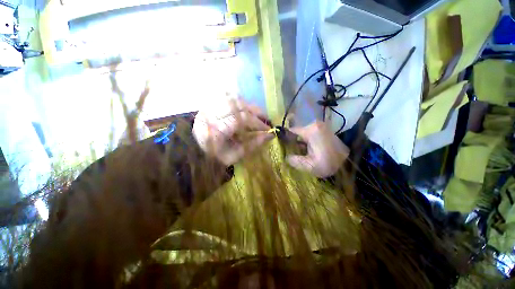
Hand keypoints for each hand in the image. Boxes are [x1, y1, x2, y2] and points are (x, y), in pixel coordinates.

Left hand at [193, 98, 273, 165]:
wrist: (197, 151)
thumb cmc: (216, 156)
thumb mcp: (235, 155)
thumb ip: (253, 145)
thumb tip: (270, 135)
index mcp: (217, 130)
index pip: (241, 119)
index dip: (257, 122)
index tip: (268, 129)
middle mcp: (212, 114)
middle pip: (238, 105)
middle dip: (256, 111)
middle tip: (266, 118)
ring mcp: (209, 107)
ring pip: (233, 98)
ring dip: (248, 106)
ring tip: (257, 114)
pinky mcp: (208, 104)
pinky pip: (226, 97)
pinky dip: (238, 102)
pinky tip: (245, 109)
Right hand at [286, 121, 349, 177]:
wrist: (351, 162)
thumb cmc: (330, 163)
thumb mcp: (310, 166)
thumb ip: (295, 161)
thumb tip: (286, 157)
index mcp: (310, 131)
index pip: (291, 131)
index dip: (285, 138)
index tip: (282, 147)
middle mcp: (315, 125)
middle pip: (297, 132)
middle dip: (293, 142)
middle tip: (292, 153)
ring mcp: (320, 126)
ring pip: (303, 133)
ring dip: (300, 142)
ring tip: (301, 153)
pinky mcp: (324, 130)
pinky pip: (310, 134)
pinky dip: (307, 141)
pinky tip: (308, 150)